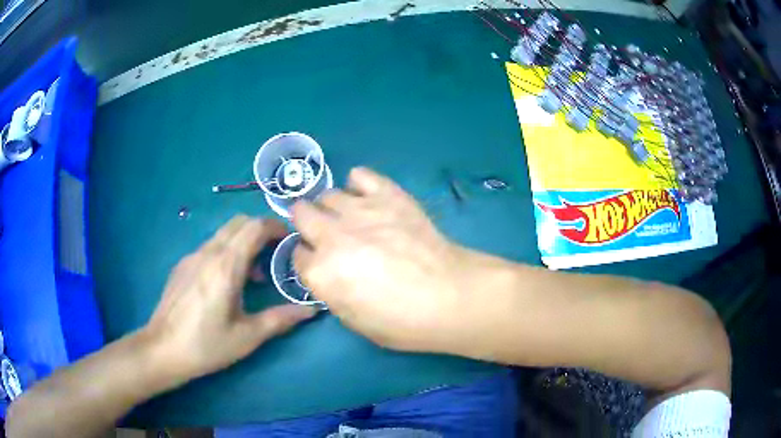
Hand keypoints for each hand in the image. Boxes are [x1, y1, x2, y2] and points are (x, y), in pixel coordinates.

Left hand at [144, 215, 315, 380]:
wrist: (162, 350)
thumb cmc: (207, 345)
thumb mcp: (248, 336)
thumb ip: (281, 319)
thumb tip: (311, 310)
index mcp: (225, 266)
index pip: (254, 227)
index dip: (276, 227)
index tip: (291, 240)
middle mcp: (208, 253)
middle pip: (239, 223)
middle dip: (261, 231)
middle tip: (276, 254)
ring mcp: (191, 257)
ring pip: (223, 234)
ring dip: (243, 243)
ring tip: (255, 275)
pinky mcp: (182, 266)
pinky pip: (210, 247)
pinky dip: (226, 252)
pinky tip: (226, 283)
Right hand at [292, 168, 482, 353]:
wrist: (450, 297)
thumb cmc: (403, 322)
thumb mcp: (354, 322)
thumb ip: (331, 292)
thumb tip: (329, 273)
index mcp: (320, 272)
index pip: (297, 254)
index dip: (310, 259)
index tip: (323, 263)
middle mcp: (331, 236)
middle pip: (301, 213)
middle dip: (309, 224)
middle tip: (330, 235)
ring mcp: (359, 211)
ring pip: (327, 195)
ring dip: (334, 208)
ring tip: (353, 219)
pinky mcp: (387, 194)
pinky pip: (360, 175)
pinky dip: (359, 184)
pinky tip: (369, 197)